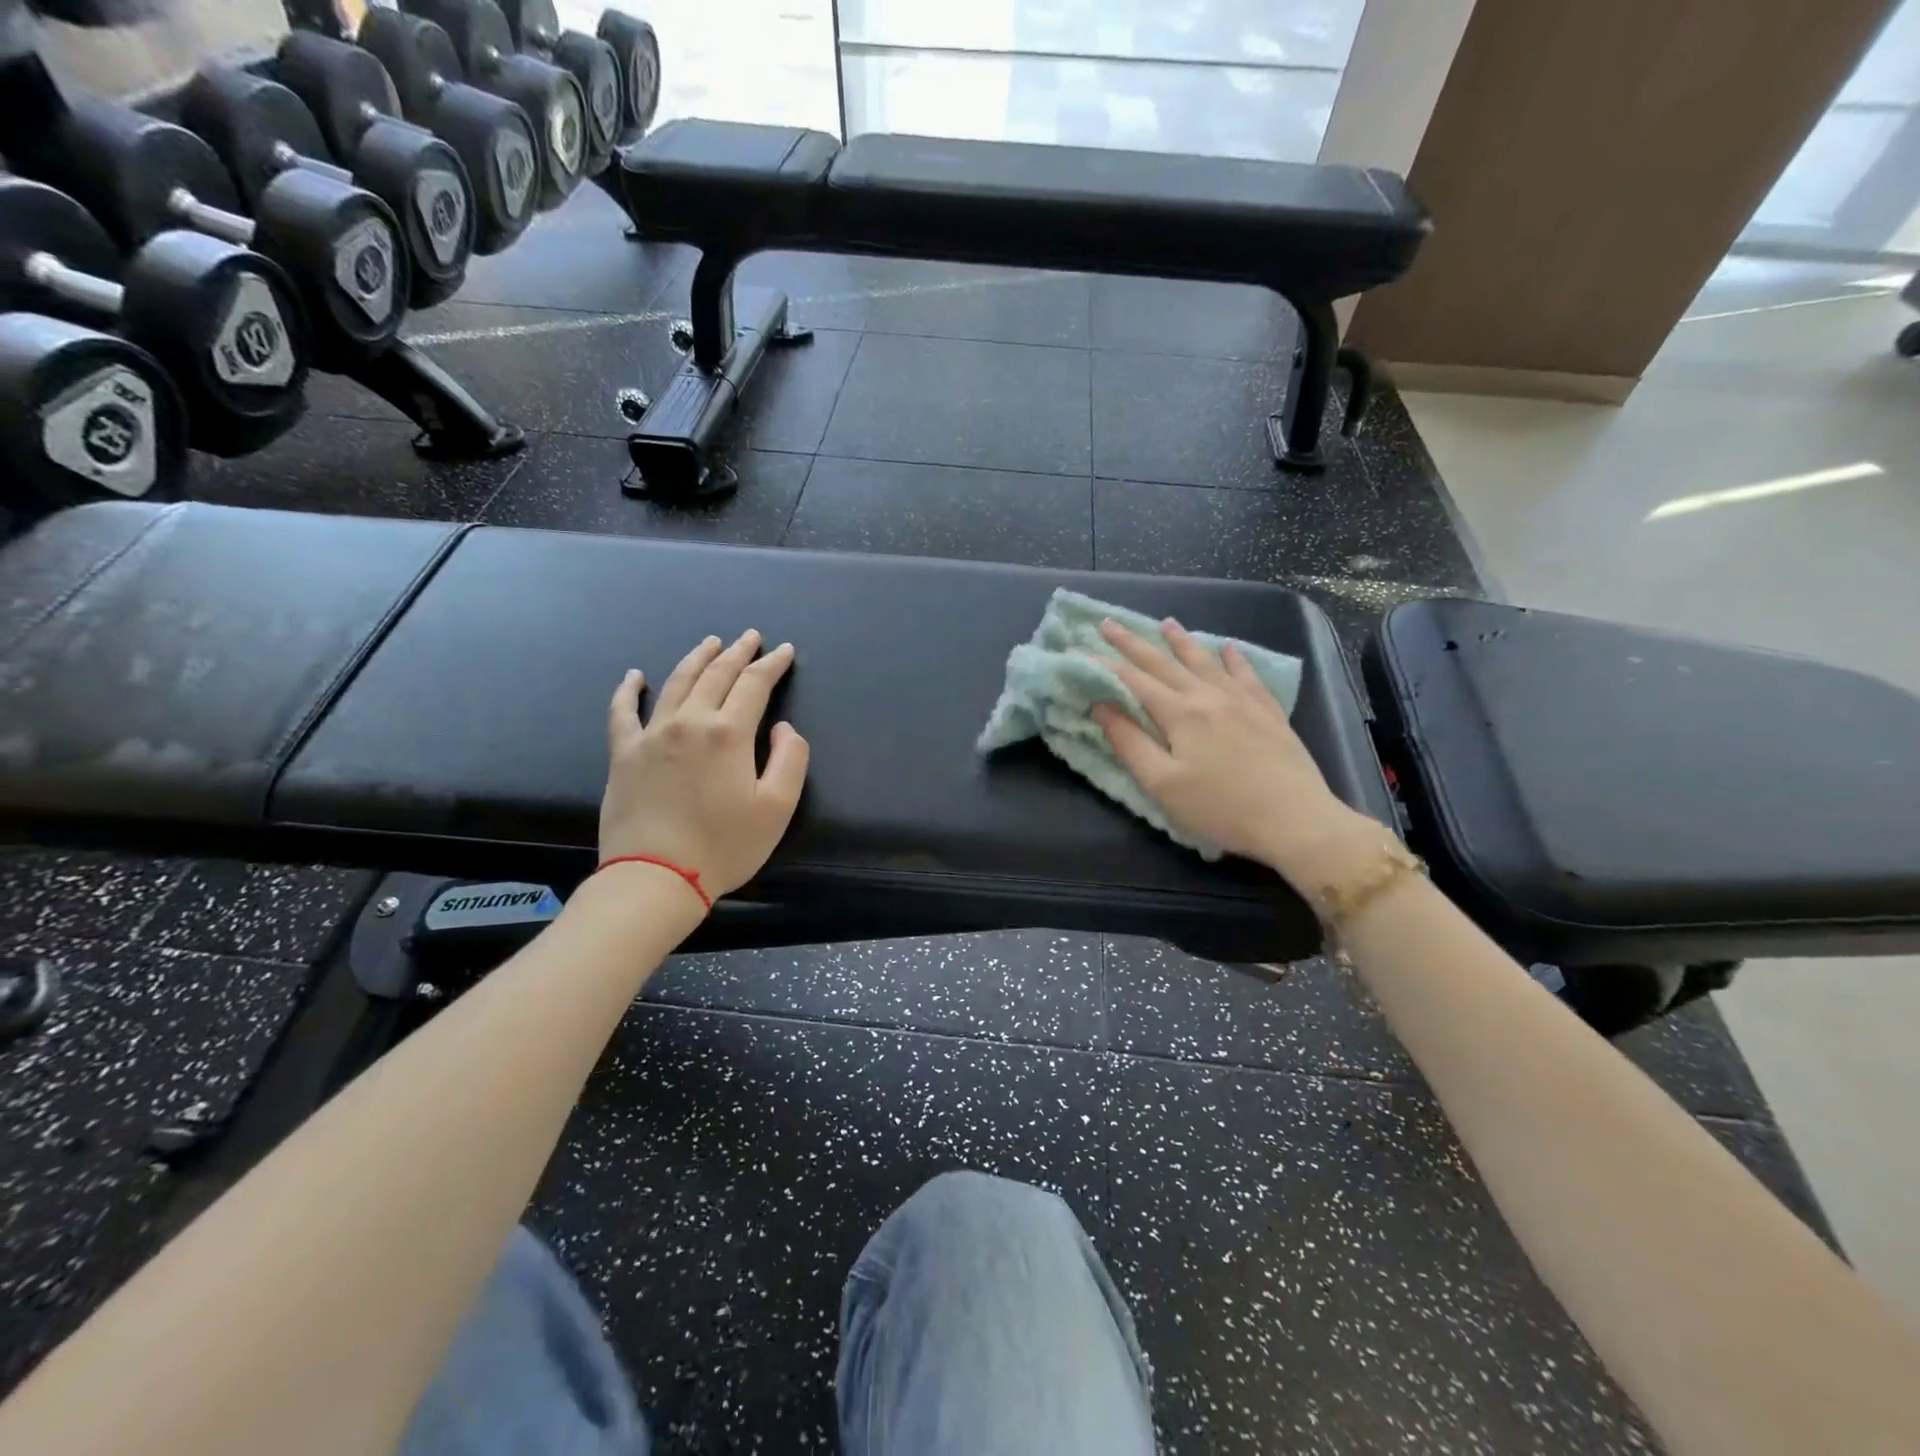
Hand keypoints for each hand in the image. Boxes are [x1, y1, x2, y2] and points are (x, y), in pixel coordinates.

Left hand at [601, 630, 809, 901]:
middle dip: (737, 652)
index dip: (772, 665)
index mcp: (728, 733)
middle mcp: (689, 722)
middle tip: (751, 636)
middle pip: (716, 675)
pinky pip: (623, 711)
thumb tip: (782, 728)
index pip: (754, 685)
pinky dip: (629, 689)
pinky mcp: (623, 754)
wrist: (656, 877)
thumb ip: (790, 759)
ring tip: (710, 642)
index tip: (785, 651)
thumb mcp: (778, 807)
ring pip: (676, 682)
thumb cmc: (724, 846)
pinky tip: (635, 675)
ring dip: (696, 659)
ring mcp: (651, 735)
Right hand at [1090, 617, 1385, 887]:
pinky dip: (1234, 659)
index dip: (1103, 665)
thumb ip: (1129, 742)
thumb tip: (1101, 705)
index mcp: (1179, 713)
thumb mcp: (1162, 783)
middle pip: (1164, 663)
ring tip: (1166, 623)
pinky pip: (1247, 675)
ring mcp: (1242, 700)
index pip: (1132, 681)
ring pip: (1205, 661)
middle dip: (1133, 642)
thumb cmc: (1220, 808)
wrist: (1295, 819)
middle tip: (1108, 623)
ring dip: (1181, 642)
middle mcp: (1208, 696)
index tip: (1078, 652)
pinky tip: (1229, 649)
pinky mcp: (1268, 712)